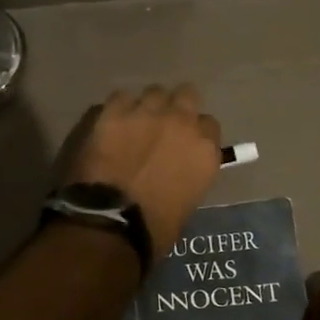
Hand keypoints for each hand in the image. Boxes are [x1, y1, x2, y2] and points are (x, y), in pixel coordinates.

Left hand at [65, 84, 222, 256]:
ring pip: (154, 92)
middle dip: (176, 107)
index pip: (209, 125)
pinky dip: (118, 109)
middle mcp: (182, 122)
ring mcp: (148, 112)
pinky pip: (121, 97)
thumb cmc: (154, 227)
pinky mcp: (115, 110)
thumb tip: (178, 169)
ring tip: (133, 124)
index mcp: (205, 149)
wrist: (111, 222)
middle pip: (187, 95)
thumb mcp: (188, 202)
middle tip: (162, 125)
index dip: (196, 132)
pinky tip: (110, 125)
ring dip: (148, 106)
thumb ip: (189, 174)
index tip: (185, 143)